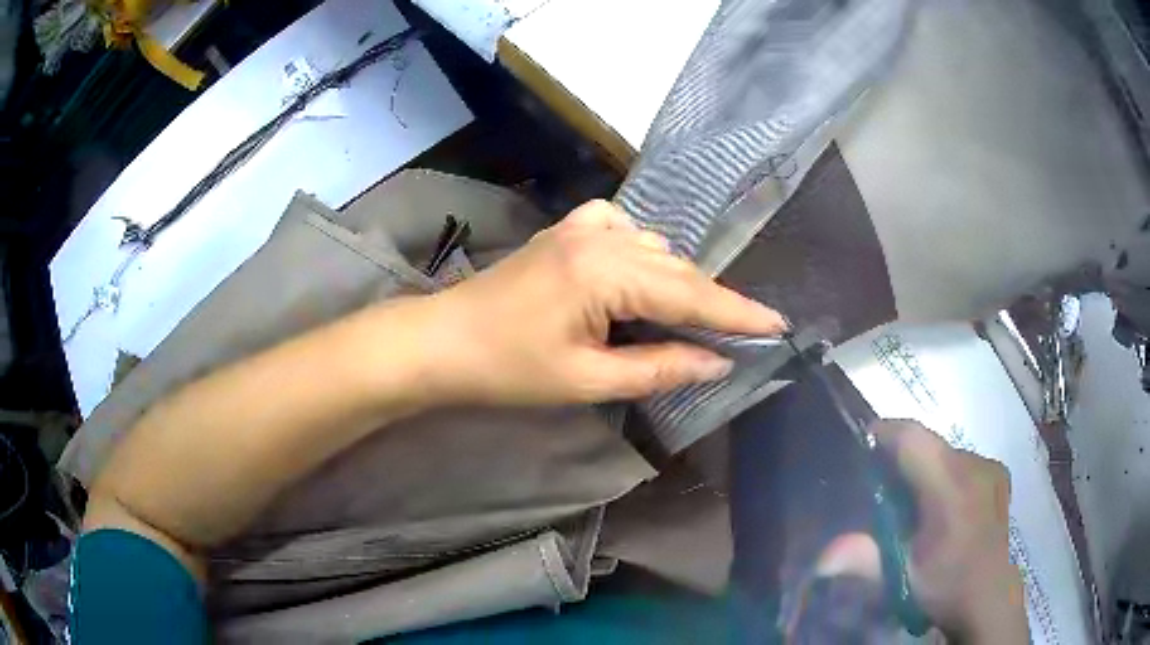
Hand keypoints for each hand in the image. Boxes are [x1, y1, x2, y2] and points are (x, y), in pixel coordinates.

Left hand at [416, 200, 786, 405]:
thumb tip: (717, 362)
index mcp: (606, 271)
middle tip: (739, 333)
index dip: (738, 313)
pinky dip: (644, 252)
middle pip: (677, 267)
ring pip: (655, 248)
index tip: (779, 324)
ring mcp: (581, 226)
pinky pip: (623, 229)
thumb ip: (659, 367)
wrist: (443, 342)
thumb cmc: (509, 368)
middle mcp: (601, 236)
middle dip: (711, 301)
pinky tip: (639, 273)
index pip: (691, 294)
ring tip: (686, 319)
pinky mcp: (566, 230)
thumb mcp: (588, 379)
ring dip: (677, 280)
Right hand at [872, 421, 1028, 642]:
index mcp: (952, 487)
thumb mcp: (902, 577)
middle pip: (929, 443)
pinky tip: (939, 503)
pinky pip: (961, 461)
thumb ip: (865, 559)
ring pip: (946, 452)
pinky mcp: (998, 474)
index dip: (886, 433)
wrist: (988, 598)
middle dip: (901, 457)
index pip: (914, 438)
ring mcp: (990, 468)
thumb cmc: (945, 585)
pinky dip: (943, 473)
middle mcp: (975, 465)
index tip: (861, 444)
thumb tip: (821, 558)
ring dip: (923, 467)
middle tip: (879, 485)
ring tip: (909, 500)